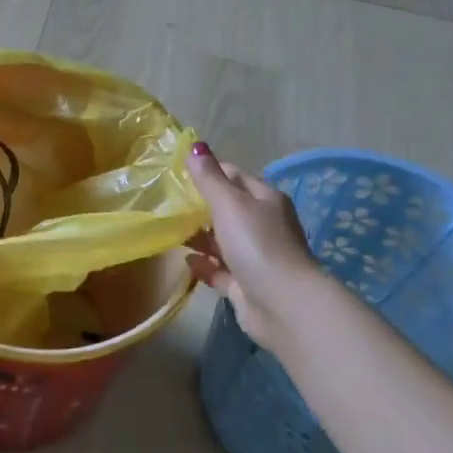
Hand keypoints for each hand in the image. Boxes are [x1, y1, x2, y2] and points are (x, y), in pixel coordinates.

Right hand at [185, 144, 321, 352]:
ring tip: (170, 230)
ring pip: (223, 241)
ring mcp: (256, 257)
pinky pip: (221, 270)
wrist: (283, 306)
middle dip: (201, 206)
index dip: (209, 172)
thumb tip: (195, 146)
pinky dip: (204, 265)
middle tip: (168, 203)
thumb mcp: (230, 203)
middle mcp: (264, 225)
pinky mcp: (247, 285)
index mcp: (266, 200)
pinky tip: (186, 261)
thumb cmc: (257, 244)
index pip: (234, 176)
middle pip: (228, 209)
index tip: (178, 173)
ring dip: (200, 236)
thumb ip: (209, 177)